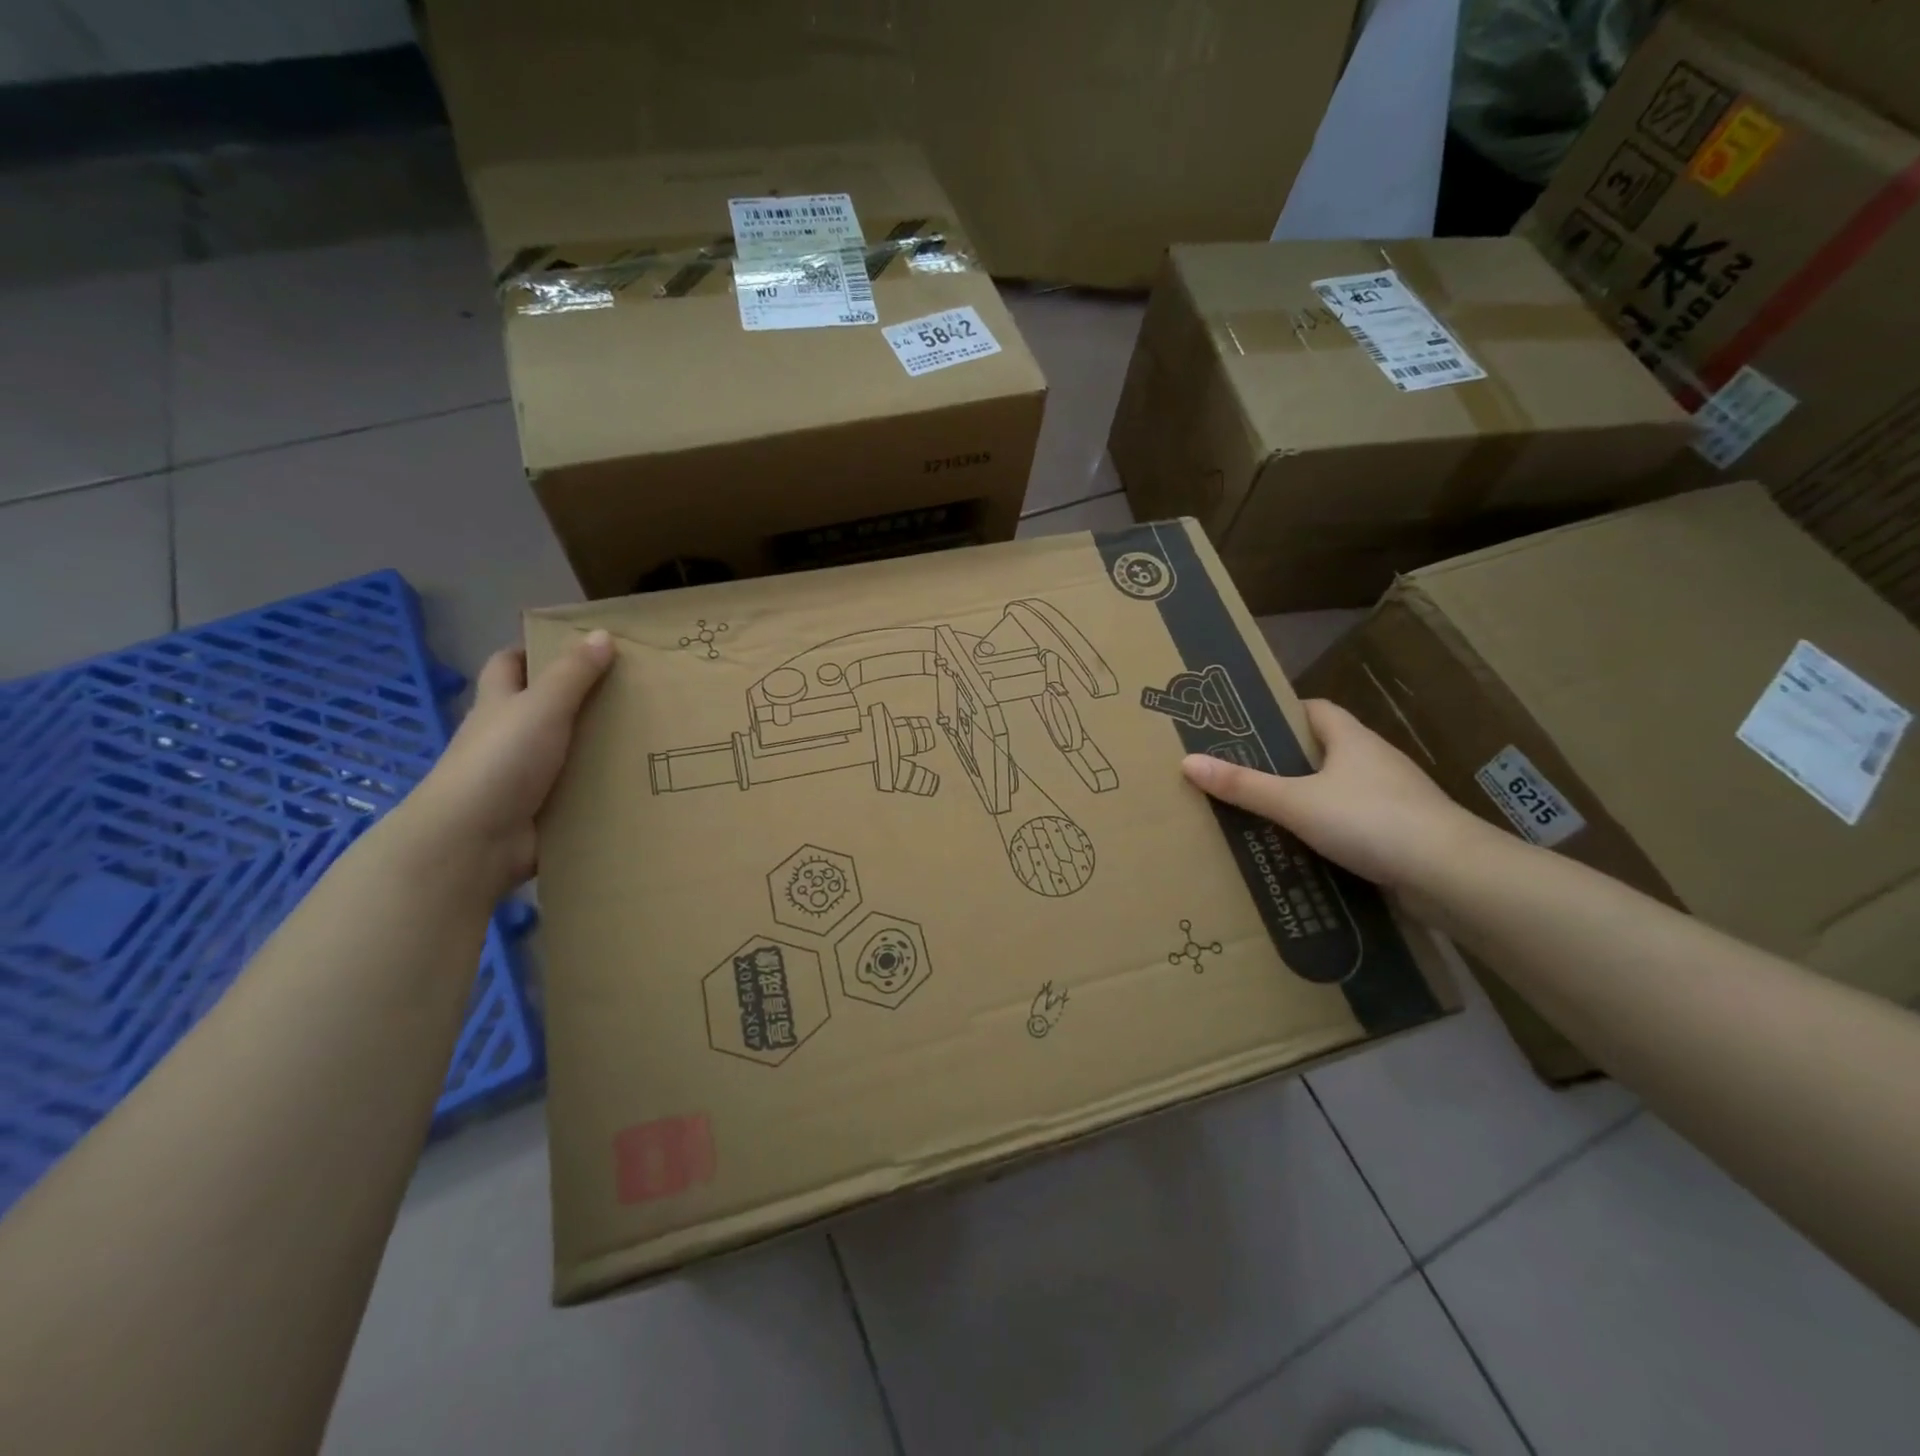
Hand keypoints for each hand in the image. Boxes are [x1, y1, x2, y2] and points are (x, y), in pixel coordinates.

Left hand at [403, 630, 614, 898]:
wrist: (475, 840)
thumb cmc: (501, 761)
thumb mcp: (542, 707)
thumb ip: (573, 673)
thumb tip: (602, 634)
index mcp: (499, 704)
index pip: (508, 664)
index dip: (535, 651)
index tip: (580, 647)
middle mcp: (507, 737)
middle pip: (542, 707)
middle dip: (580, 699)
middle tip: (631, 691)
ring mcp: (522, 776)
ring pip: (564, 751)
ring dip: (597, 746)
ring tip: (649, 735)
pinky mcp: (541, 810)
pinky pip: (577, 791)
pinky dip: (601, 786)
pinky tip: (638, 780)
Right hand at [1181, 698, 1492, 891]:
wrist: (1450, 874)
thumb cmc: (1370, 820)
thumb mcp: (1295, 802)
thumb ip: (1244, 785)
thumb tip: (1188, 761)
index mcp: (1352, 739)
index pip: (1315, 710)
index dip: (1283, 714)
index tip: (1249, 728)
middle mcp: (1375, 760)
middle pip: (1325, 749)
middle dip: (1287, 760)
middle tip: (1243, 773)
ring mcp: (1394, 797)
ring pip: (1340, 788)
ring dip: (1309, 797)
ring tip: (1266, 812)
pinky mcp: (1403, 832)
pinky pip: (1356, 821)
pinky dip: (1330, 829)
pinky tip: (1306, 848)